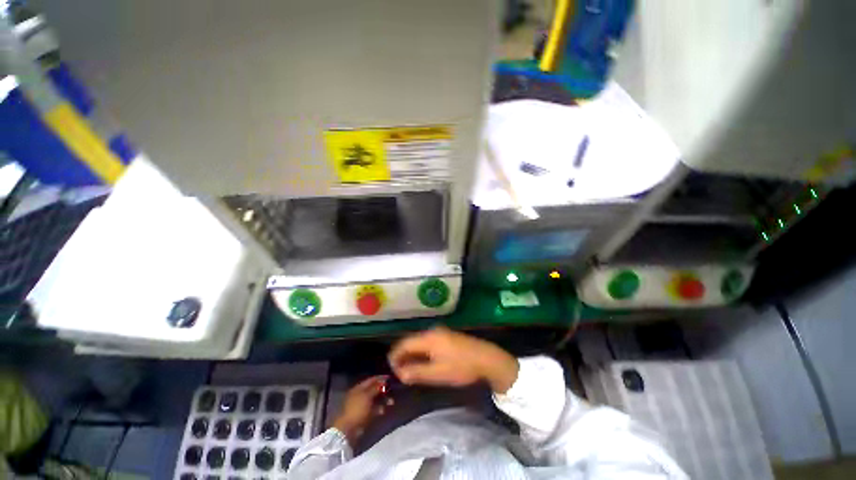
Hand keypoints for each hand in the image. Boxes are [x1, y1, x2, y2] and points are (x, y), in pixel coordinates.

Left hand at [333, 375, 391, 443]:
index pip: (371, 379)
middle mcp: (360, 394)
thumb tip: (384, 381)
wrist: (348, 429)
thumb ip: (376, 388)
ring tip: (391, 402)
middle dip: (383, 390)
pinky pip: (373, 409)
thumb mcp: (367, 396)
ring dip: (383, 400)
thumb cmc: (357, 409)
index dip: (381, 378)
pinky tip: (384, 410)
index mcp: (359, 388)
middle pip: (373, 389)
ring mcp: (361, 405)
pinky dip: (379, 408)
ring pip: (374, 399)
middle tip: (392, 390)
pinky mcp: (363, 414)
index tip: (390, 378)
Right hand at [388, 326, 518, 393]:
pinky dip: (422, 351)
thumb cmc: (461, 367)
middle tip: (400, 372)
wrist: (487, 358)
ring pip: (419, 341)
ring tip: (410, 369)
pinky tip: (425, 362)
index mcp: (428, 338)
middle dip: (403, 355)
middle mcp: (432, 331)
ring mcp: (440, 331)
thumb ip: (417, 373)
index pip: (404, 344)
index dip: (395, 356)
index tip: (392, 370)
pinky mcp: (447, 335)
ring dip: (413, 354)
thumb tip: (400, 374)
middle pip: (411, 341)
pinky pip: (428, 341)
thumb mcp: (438, 373)